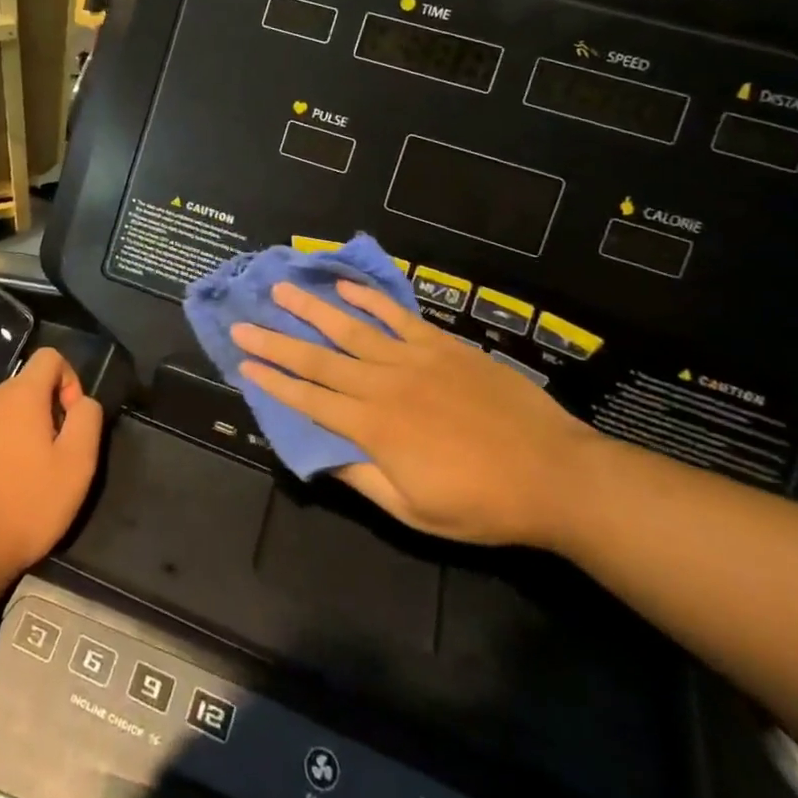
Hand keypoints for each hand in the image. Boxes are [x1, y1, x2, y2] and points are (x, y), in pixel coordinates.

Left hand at [0, 348, 103, 591]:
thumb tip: (82, 401)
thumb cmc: (26, 505)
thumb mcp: (77, 465)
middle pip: (23, 389)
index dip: (69, 381)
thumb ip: (87, 419)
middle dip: (42, 414)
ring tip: (20, 480)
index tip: (70, 422)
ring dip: (13, 435)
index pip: (49, 357)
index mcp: (19, 395)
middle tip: (50, 459)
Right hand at [233, 281, 602, 548]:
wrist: (554, 474)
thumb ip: (363, 480)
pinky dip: (368, 299)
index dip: (273, 382)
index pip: (309, 400)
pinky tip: (344, 285)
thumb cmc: (483, 503)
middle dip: (276, 341)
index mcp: (373, 429)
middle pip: (318, 359)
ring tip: (281, 288)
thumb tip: (321, 457)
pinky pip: (396, 316)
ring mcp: (413, 359)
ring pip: (350, 328)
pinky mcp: (441, 345)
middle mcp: (382, 385)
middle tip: (242, 323)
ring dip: (311, 308)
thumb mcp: (415, 511)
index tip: (243, 363)